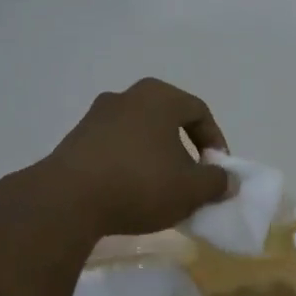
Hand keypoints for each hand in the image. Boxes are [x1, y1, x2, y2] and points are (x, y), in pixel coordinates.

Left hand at [35, 78, 231, 237]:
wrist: (68, 199)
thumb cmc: (140, 184)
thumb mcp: (191, 189)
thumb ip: (216, 182)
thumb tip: (228, 180)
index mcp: (159, 97)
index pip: (199, 112)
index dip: (215, 141)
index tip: (217, 171)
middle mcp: (126, 96)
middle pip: (167, 119)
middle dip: (183, 148)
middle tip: (190, 177)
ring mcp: (96, 116)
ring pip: (138, 133)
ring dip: (154, 157)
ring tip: (159, 189)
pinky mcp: (75, 139)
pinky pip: (114, 147)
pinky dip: (128, 164)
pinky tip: (128, 192)